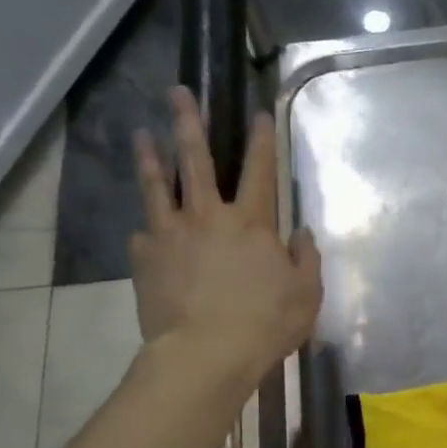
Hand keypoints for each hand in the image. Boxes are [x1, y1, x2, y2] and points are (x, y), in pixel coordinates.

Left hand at [130, 88, 321, 389]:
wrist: (205, 354)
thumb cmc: (264, 324)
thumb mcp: (306, 294)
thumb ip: (305, 258)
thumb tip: (300, 233)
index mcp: (251, 222)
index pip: (260, 170)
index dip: (261, 140)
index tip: (258, 114)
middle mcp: (207, 216)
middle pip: (195, 159)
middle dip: (188, 122)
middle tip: (177, 92)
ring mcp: (170, 235)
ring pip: (157, 186)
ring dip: (149, 157)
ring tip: (140, 134)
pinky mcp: (145, 259)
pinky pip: (143, 235)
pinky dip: (146, 230)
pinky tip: (142, 230)